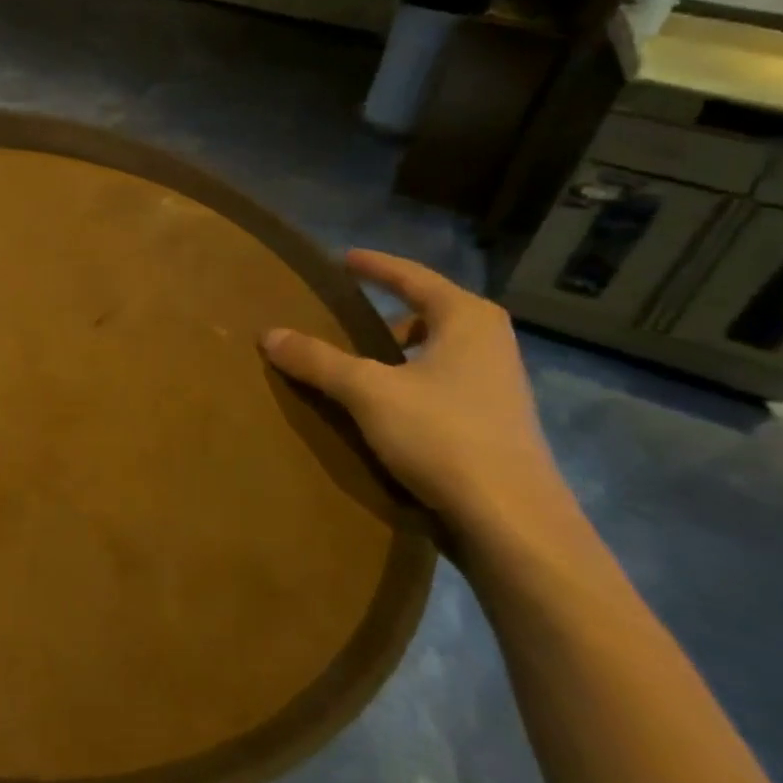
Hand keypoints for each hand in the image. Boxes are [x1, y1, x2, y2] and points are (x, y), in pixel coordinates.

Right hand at [261, 249, 580, 552]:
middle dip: (390, 308)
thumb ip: (317, 359)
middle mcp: (489, 344)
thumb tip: (269, 334)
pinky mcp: (492, 424)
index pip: (414, 277)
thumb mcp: (367, 391)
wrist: (513, 523)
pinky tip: (381, 404)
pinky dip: (408, 381)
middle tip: (345, 309)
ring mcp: (496, 386)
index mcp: (467, 320)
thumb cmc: (443, 436)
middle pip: (431, 312)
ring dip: (398, 349)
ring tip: (356, 357)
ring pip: (436, 351)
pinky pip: (440, 383)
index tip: (345, 259)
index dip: (377, 266)